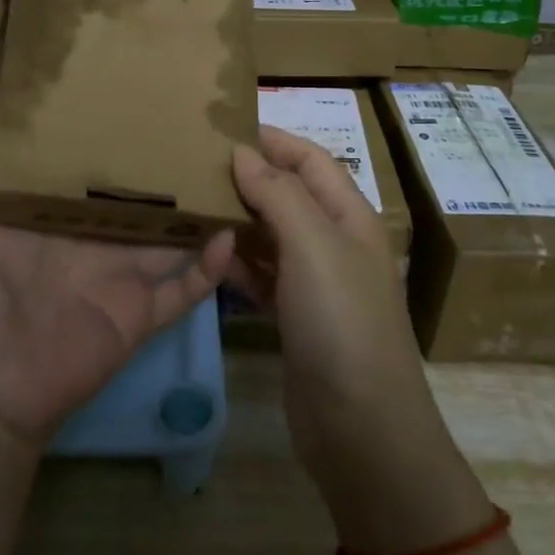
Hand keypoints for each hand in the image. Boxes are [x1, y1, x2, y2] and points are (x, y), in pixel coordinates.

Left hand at [0, 97, 235, 452]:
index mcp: (46, 210)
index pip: (81, 159)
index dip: (102, 127)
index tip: (128, 83)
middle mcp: (87, 235)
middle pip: (132, 191)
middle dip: (158, 159)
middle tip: (194, 118)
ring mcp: (117, 273)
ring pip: (167, 231)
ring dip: (194, 206)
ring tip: (227, 165)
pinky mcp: (139, 312)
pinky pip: (184, 287)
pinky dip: (209, 266)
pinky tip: (230, 233)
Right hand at [230, 127, 488, 552]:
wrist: (362, 429)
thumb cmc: (341, 322)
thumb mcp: (313, 246)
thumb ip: (278, 194)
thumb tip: (243, 152)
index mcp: (350, 216)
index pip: (311, 160)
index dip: (274, 139)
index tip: (226, 126)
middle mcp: (335, 243)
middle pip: (290, 194)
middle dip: (250, 176)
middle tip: (197, 163)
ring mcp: (316, 284)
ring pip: (272, 234)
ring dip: (239, 218)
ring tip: (193, 202)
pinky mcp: (296, 318)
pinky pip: (263, 275)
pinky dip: (238, 262)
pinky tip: (207, 255)